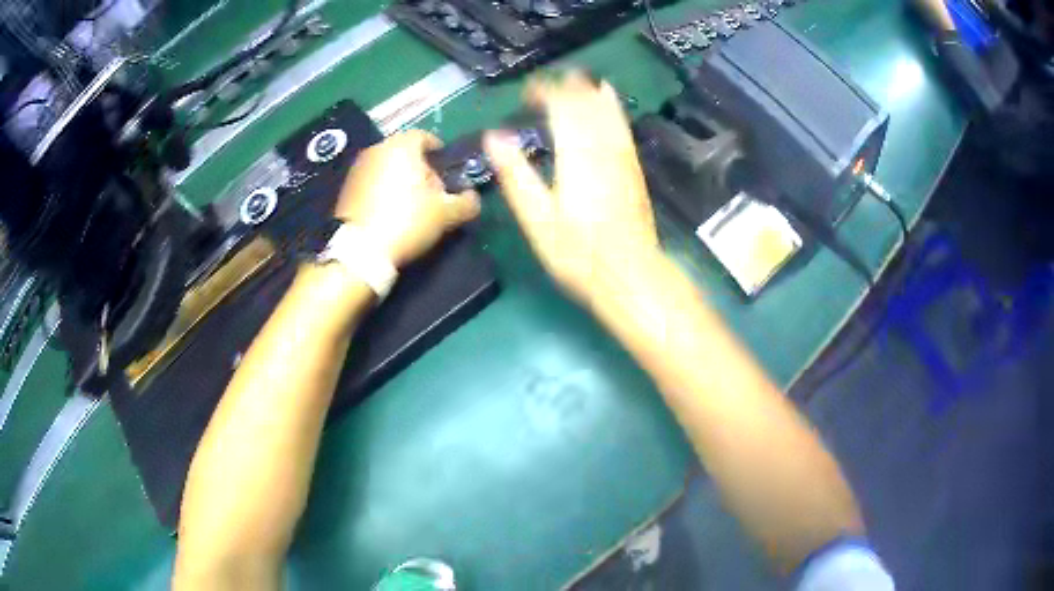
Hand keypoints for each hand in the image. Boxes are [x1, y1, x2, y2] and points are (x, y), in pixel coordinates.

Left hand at [336, 130, 479, 267]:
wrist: (358, 251)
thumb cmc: (406, 221)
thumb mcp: (446, 214)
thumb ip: (467, 202)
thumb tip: (473, 197)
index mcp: (401, 145)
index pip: (426, 137)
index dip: (440, 154)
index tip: (448, 174)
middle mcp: (377, 149)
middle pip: (406, 153)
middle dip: (421, 169)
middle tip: (433, 194)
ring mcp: (357, 168)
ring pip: (388, 167)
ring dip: (401, 181)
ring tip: (412, 206)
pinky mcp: (346, 188)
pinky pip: (372, 182)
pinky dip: (383, 192)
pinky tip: (390, 214)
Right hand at [483, 71, 661, 307]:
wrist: (630, 274)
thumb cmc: (578, 254)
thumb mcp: (537, 220)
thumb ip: (516, 175)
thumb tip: (494, 137)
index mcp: (575, 156)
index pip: (560, 107)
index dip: (544, 92)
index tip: (527, 92)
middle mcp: (601, 148)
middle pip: (585, 104)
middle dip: (564, 87)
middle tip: (543, 86)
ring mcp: (622, 156)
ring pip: (605, 111)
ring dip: (588, 91)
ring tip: (574, 78)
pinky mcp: (633, 167)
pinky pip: (621, 125)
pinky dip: (612, 106)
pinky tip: (609, 97)